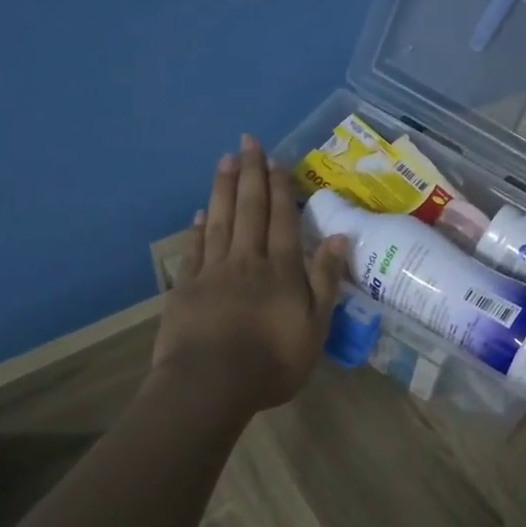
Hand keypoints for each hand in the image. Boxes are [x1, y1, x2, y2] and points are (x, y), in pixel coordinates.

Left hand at [152, 134, 349, 413]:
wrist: (210, 385)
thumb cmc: (271, 362)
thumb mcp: (314, 328)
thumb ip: (325, 281)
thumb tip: (339, 239)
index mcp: (281, 270)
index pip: (282, 219)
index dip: (281, 188)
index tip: (277, 160)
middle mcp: (247, 261)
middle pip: (250, 210)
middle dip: (251, 174)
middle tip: (248, 142)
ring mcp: (213, 272)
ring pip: (220, 221)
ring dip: (224, 189)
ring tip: (225, 161)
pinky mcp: (186, 288)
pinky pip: (194, 249)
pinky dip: (198, 228)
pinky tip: (200, 213)